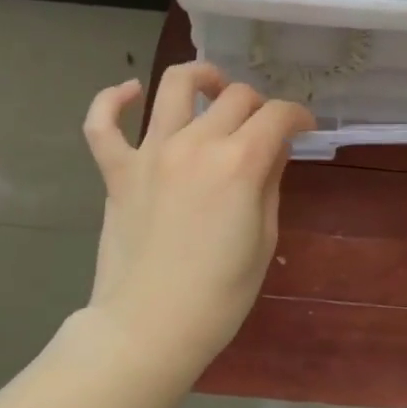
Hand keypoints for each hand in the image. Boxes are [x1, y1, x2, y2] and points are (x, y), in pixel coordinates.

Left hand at [78, 62, 314, 382]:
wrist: (148, 330)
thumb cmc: (219, 295)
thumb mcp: (264, 238)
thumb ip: (270, 183)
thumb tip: (274, 149)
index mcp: (240, 162)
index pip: (277, 115)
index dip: (298, 115)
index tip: (304, 127)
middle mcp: (196, 144)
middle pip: (235, 96)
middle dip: (259, 104)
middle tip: (264, 126)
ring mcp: (151, 153)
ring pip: (174, 86)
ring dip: (200, 76)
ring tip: (212, 87)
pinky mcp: (117, 171)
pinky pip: (102, 125)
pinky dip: (111, 100)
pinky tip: (129, 91)